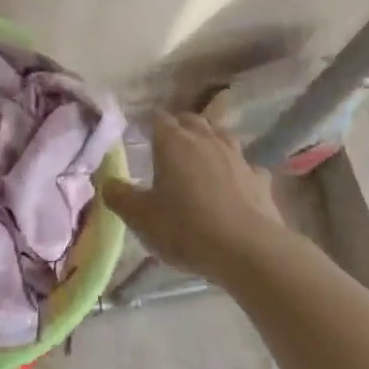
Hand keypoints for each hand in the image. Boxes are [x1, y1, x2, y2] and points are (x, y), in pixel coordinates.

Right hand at [96, 113, 289, 286]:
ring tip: (202, 155)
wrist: (247, 249)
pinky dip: (238, 170)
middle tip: (169, 144)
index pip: (158, 119)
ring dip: (211, 140)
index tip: (141, 133)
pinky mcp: (260, 179)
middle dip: (180, 126)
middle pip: (192, 120)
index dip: (149, 124)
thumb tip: (108, 181)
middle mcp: (206, 140)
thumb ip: (120, 196)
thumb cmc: (185, 228)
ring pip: (222, 135)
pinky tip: (235, 183)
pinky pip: (247, 166)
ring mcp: (237, 157)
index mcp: (173, 143)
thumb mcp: (140, 217)